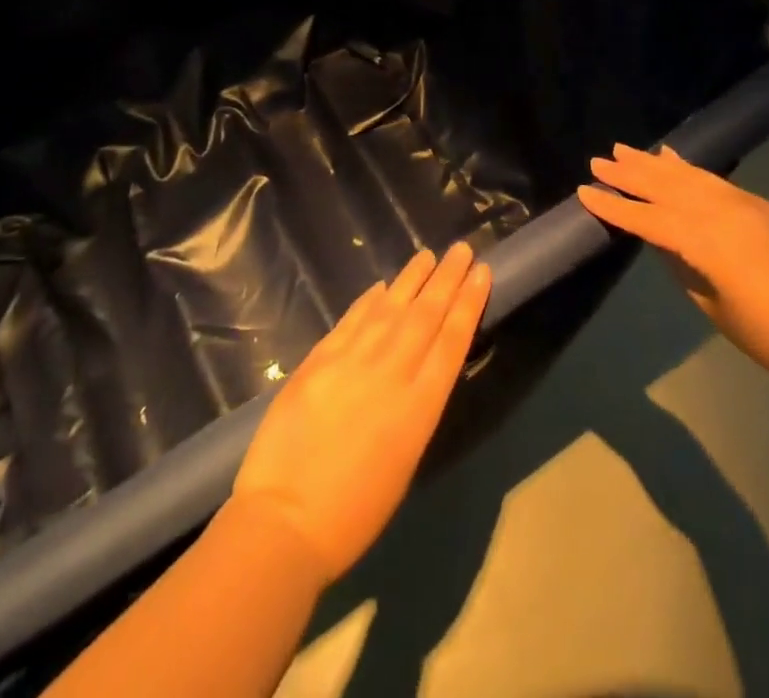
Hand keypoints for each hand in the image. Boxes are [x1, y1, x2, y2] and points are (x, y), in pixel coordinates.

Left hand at [228, 242, 491, 582]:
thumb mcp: (404, 461)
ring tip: (428, 255)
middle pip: (426, 314)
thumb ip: (412, 408)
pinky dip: (369, 300)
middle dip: (447, 278)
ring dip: (411, 279)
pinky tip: (382, 287)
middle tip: (462, 249)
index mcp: (419, 406)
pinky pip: (352, 320)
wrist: (286, 520)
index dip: (468, 302)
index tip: (481, 272)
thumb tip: (416, 372)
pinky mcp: (320, 359)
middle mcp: (392, 372)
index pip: (452, 340)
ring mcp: (353, 360)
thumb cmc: (354, 513)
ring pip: (391, 308)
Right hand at [580, 143, 768, 387]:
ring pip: (689, 176)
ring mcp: (744, 204)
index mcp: (706, 242)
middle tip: (599, 161)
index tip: (585, 192)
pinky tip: (673, 158)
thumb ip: (682, 264)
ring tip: (626, 150)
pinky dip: (690, 167)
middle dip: (631, 174)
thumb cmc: (767, 334)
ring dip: (655, 163)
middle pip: (667, 187)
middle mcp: (722, 212)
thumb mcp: (711, 302)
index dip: (616, 207)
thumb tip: (661, 240)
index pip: (649, 219)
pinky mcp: (760, 206)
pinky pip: (715, 180)